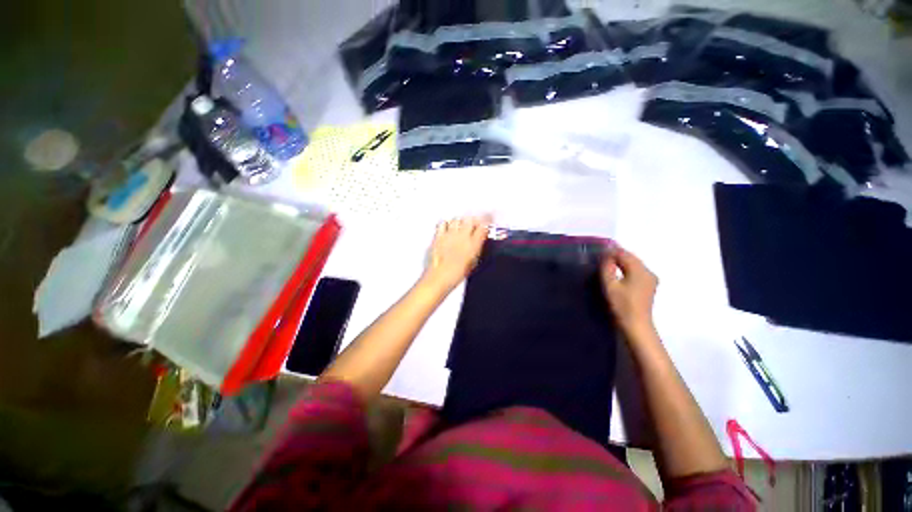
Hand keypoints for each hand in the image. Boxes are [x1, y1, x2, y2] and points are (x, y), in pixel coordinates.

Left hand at [422, 216, 490, 292]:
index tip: (485, 223)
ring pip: (456, 219)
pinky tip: (446, 229)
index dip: (486, 223)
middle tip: (472, 225)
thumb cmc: (457, 274)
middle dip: (472, 220)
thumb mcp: (473, 263)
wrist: (440, 277)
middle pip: (470, 219)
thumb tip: (478, 241)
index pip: (483, 226)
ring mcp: (450, 234)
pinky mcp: (438, 235)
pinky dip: (446, 224)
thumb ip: (477, 249)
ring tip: (459, 227)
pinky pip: (443, 223)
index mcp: (474, 244)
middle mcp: (463, 236)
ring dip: (459, 222)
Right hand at [600, 245, 658, 335]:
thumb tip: (606, 257)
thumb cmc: (622, 305)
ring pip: (634, 264)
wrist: (637, 325)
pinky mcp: (649, 286)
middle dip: (616, 256)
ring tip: (607, 265)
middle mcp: (648, 272)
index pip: (623, 254)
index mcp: (639, 270)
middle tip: (601, 258)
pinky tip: (618, 274)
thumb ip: (607, 268)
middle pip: (631, 258)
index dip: (610, 252)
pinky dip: (626, 269)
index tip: (598, 254)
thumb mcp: (610, 286)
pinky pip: (637, 271)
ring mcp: (651, 279)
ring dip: (621, 262)